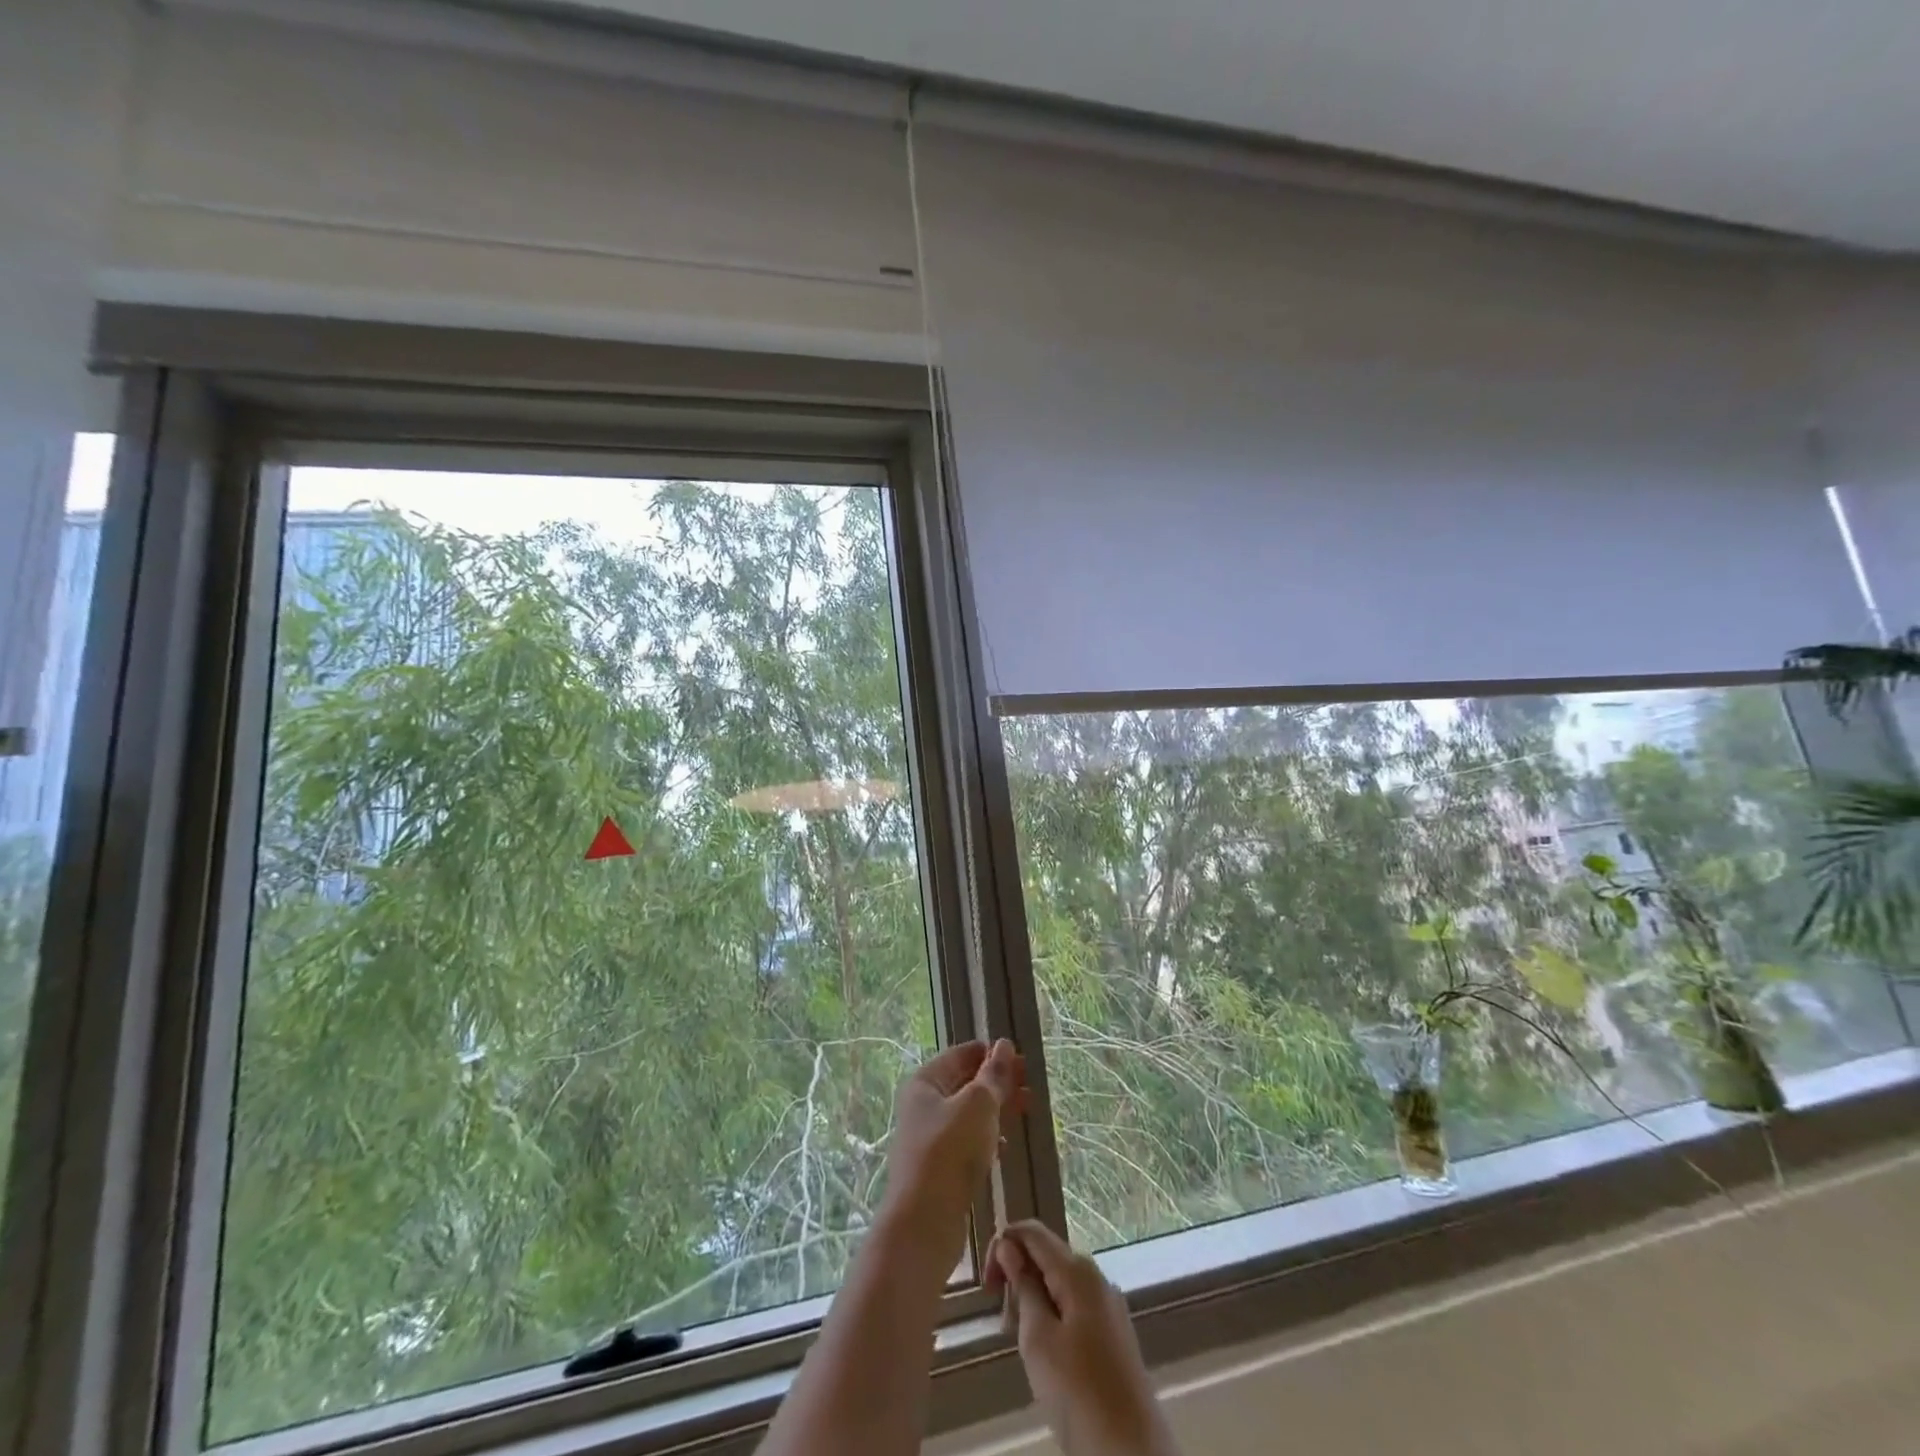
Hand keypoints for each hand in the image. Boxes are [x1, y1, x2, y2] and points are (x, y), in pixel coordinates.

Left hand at [879, 1040, 1027, 1246]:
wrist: (924, 1222)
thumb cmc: (949, 1151)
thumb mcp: (978, 1105)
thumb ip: (994, 1075)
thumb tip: (1004, 1045)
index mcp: (925, 1082)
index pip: (960, 1055)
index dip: (989, 1052)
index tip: (1020, 1055)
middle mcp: (923, 1106)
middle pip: (965, 1083)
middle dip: (997, 1081)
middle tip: (1030, 1082)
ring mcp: (929, 1138)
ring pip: (969, 1113)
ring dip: (997, 1108)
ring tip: (1027, 1108)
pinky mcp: (939, 1168)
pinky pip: (967, 1141)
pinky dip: (988, 1138)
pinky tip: (1005, 1147)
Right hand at [987, 1222, 1179, 1455]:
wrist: (1133, 1455)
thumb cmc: (1078, 1394)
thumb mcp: (1038, 1339)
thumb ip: (1023, 1286)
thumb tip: (1008, 1245)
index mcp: (1077, 1270)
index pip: (1032, 1232)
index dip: (1003, 1245)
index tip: (988, 1287)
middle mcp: (1095, 1277)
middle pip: (1045, 1256)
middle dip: (1018, 1278)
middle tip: (1005, 1324)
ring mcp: (1107, 1305)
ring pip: (1058, 1284)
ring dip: (1033, 1301)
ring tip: (1023, 1345)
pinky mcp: (1113, 1334)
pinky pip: (1073, 1307)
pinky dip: (1052, 1318)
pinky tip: (1047, 1357)